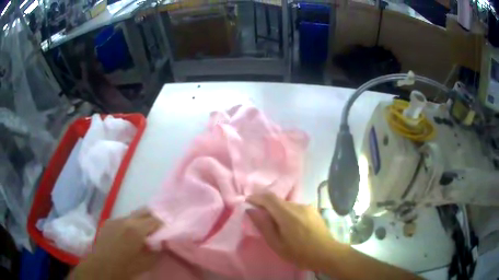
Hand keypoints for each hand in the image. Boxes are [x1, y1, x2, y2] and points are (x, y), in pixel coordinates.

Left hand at [71, 208, 161, 279]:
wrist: (101, 266)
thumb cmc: (126, 267)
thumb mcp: (147, 262)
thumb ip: (156, 249)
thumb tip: (161, 240)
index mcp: (136, 229)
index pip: (156, 219)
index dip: (164, 223)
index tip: (169, 229)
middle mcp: (125, 219)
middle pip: (144, 211)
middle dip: (154, 216)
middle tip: (160, 226)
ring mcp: (115, 219)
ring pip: (133, 215)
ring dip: (141, 220)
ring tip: (145, 231)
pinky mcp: (108, 222)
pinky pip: (123, 219)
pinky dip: (130, 224)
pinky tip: (129, 235)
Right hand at [247, 192, 336, 270]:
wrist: (326, 253)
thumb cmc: (299, 253)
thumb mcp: (277, 244)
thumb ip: (264, 226)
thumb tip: (251, 210)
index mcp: (288, 214)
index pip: (269, 198)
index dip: (256, 197)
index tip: (247, 201)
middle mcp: (298, 206)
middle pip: (278, 201)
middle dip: (266, 206)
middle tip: (260, 217)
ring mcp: (307, 207)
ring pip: (287, 205)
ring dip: (278, 211)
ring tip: (276, 225)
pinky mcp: (313, 211)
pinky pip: (296, 208)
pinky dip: (288, 213)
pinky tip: (290, 226)